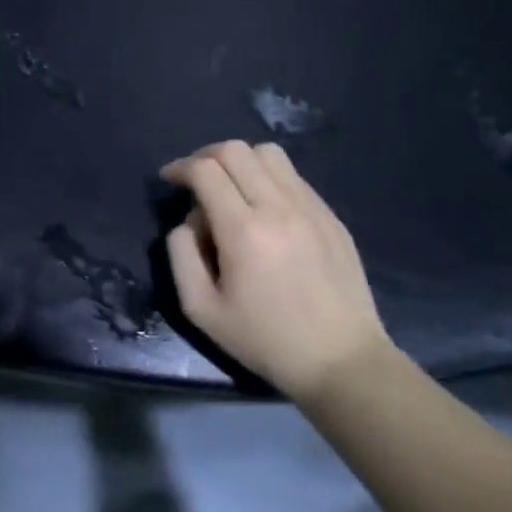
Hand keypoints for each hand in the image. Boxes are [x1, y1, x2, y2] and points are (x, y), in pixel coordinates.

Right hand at [160, 141, 392, 404]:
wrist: (342, 361)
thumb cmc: (265, 340)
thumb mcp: (201, 309)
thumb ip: (181, 255)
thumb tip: (187, 222)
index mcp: (244, 231)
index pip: (206, 170)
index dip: (180, 167)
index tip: (169, 179)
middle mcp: (279, 208)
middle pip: (236, 150)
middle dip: (206, 156)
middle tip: (195, 180)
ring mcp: (311, 208)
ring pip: (268, 154)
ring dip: (240, 161)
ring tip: (230, 188)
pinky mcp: (331, 216)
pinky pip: (293, 177)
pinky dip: (268, 178)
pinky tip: (263, 209)